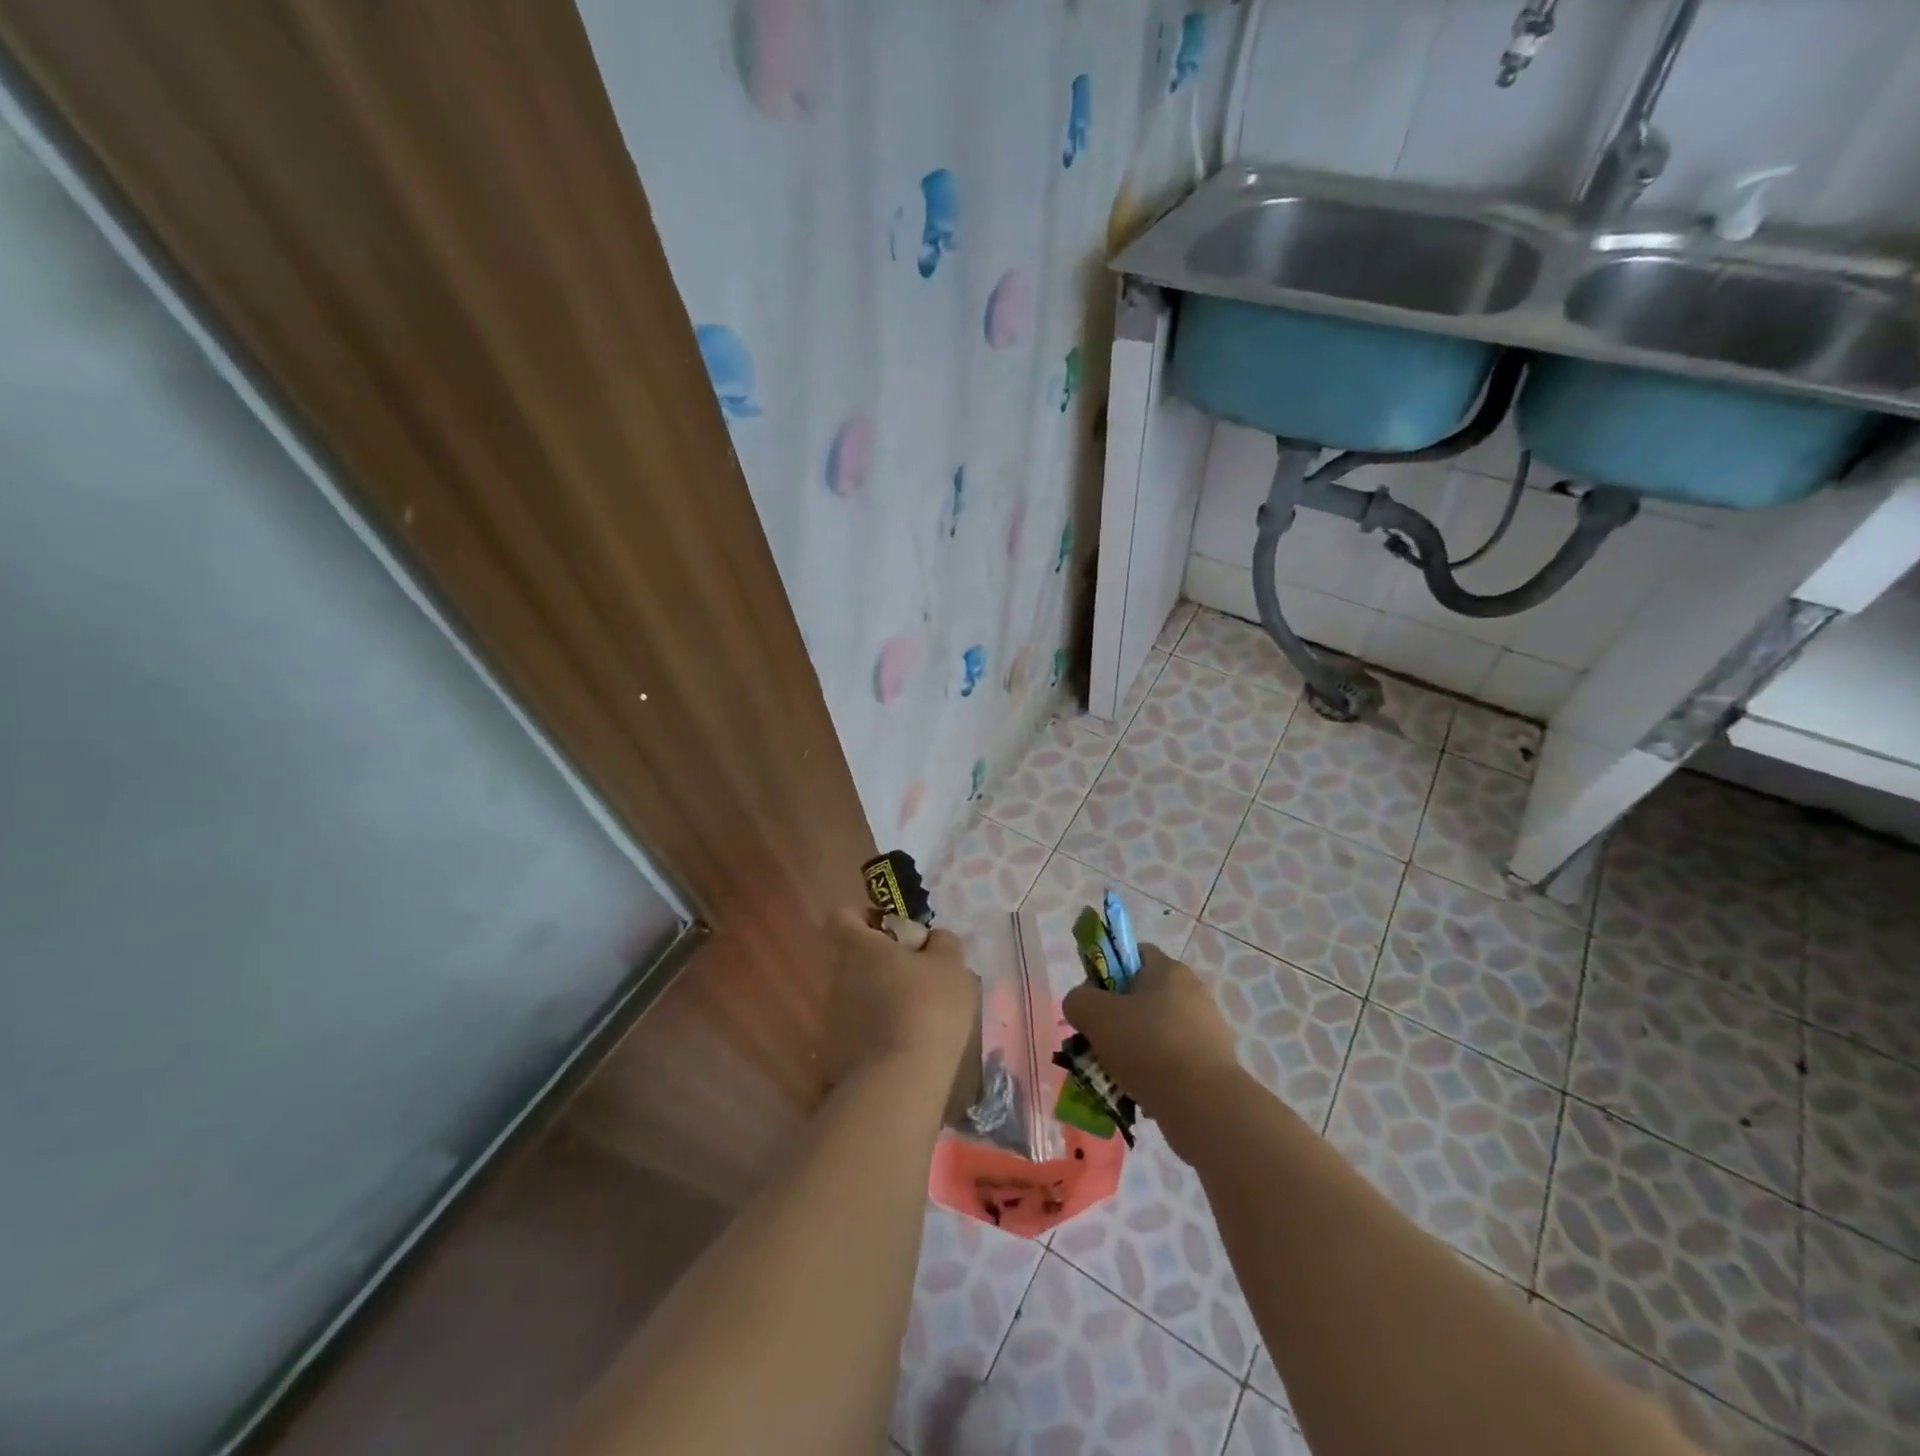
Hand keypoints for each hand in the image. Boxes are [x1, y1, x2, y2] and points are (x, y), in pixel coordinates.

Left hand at [824, 908, 979, 1093]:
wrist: (902, 1080)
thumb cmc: (928, 1006)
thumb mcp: (951, 964)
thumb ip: (941, 942)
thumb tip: (931, 939)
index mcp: (858, 947)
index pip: (843, 916)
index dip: (865, 918)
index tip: (893, 932)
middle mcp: (836, 976)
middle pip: (851, 958)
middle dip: (879, 963)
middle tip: (915, 977)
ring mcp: (830, 1017)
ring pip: (853, 995)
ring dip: (876, 999)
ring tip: (912, 1018)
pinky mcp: (832, 1053)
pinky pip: (854, 1031)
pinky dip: (873, 1033)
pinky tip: (900, 1048)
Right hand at [1063, 944, 1241, 1135]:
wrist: (1204, 1104)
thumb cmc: (1147, 1045)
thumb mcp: (1095, 1015)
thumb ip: (1078, 1000)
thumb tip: (1081, 1005)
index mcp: (1168, 970)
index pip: (1134, 954)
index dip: (1108, 970)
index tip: (1094, 1000)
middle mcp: (1193, 992)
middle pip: (1145, 995)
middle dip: (1120, 1017)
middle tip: (1100, 1041)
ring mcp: (1208, 1028)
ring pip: (1158, 1031)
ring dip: (1137, 1048)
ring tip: (1117, 1074)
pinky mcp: (1216, 1063)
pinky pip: (1175, 1061)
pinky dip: (1157, 1073)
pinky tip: (1142, 1093)